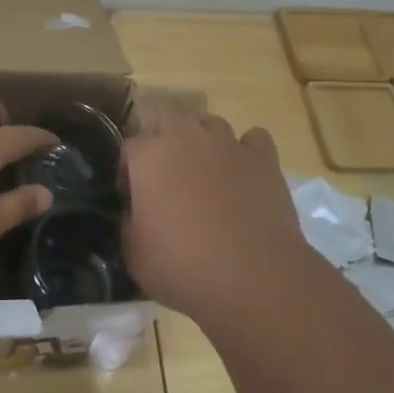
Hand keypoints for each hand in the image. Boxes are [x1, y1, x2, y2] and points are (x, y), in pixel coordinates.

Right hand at [121, 101, 310, 323]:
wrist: (254, 279)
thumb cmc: (184, 268)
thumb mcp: (134, 255)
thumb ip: (129, 221)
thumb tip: (135, 210)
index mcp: (149, 157)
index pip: (129, 146)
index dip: (129, 170)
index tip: (133, 195)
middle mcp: (187, 138)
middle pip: (167, 113)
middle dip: (163, 134)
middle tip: (166, 170)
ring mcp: (229, 144)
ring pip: (210, 123)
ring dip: (203, 140)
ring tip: (206, 171)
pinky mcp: (264, 158)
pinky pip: (253, 139)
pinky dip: (246, 151)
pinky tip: (244, 172)